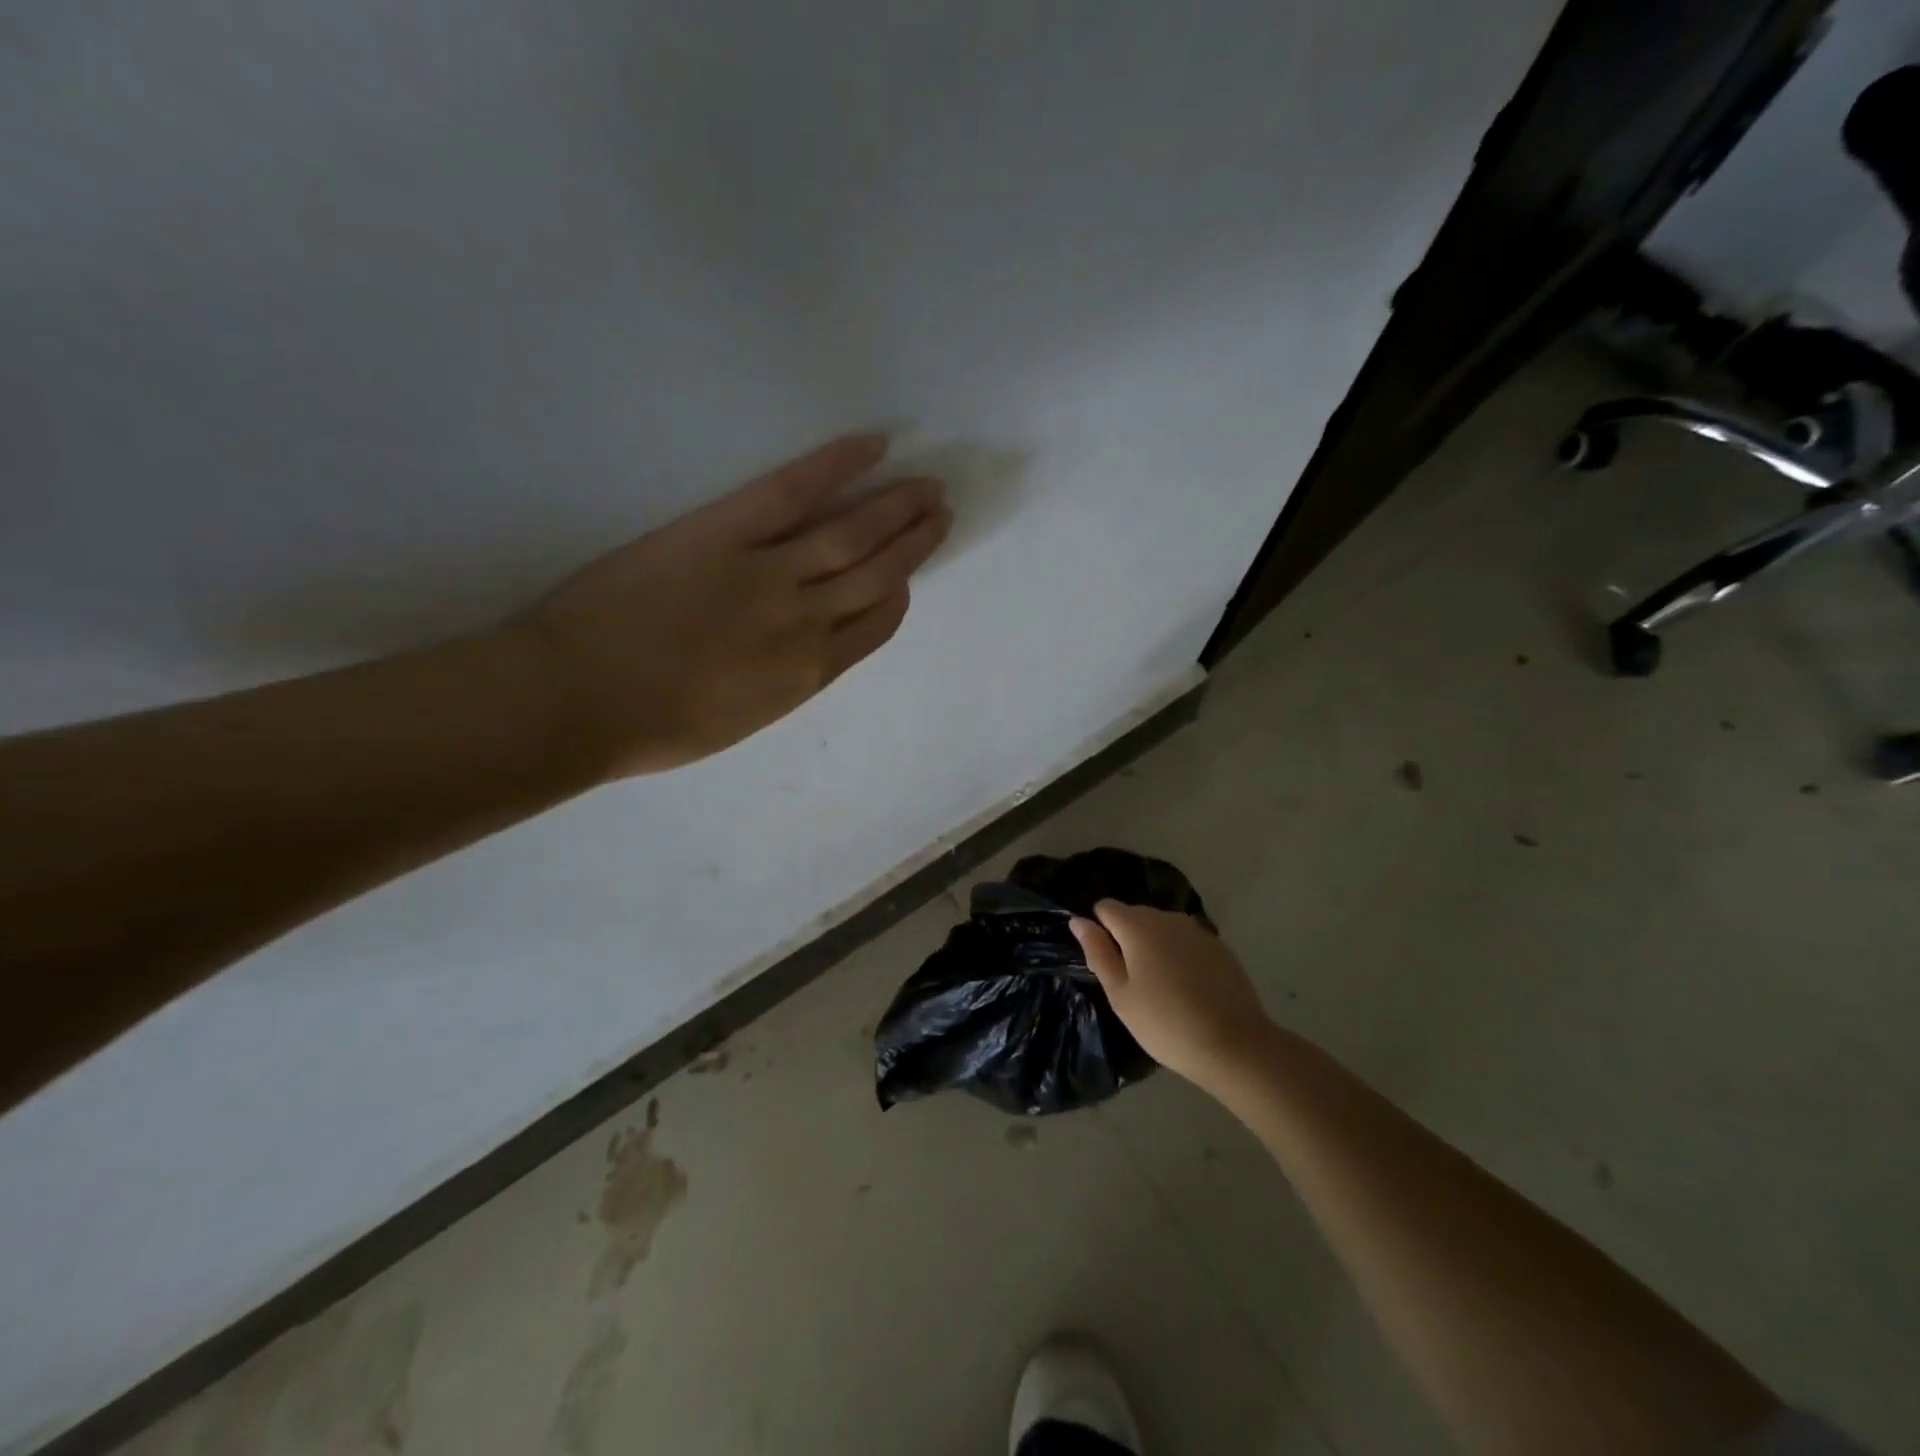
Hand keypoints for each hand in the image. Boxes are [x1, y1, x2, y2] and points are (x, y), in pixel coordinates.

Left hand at [514, 433, 949, 777]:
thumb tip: (806, 649)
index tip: (908, 577)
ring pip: (854, 534)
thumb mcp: (740, 720)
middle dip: (916, 543)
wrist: (579, 701)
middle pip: (879, 574)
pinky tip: (872, 446)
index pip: (876, 625)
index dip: (899, 595)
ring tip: (927, 486)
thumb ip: (784, 682)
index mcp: (808, 673)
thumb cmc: (651, 726)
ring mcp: (770, 573)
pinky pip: (793, 492)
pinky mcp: (725, 531)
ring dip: (897, 507)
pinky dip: (836, 466)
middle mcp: (807, 621)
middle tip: (941, 513)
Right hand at [1069, 901, 1276, 1092]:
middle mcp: (1167, 917)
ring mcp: (1197, 930)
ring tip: (1161, 988)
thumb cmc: (1165, 1023)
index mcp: (1137, 925)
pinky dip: (1180, 956)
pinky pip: (1186, 942)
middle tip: (1132, 984)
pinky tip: (1188, 989)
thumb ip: (1098, 952)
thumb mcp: (1120, 994)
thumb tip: (1078, 921)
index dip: (1100, 931)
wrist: (1234, 1045)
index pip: (1106, 907)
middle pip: (1135, 915)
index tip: (1108, 964)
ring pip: (1162, 928)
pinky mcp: (1219, 946)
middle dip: (1127, 939)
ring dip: (1154, 947)